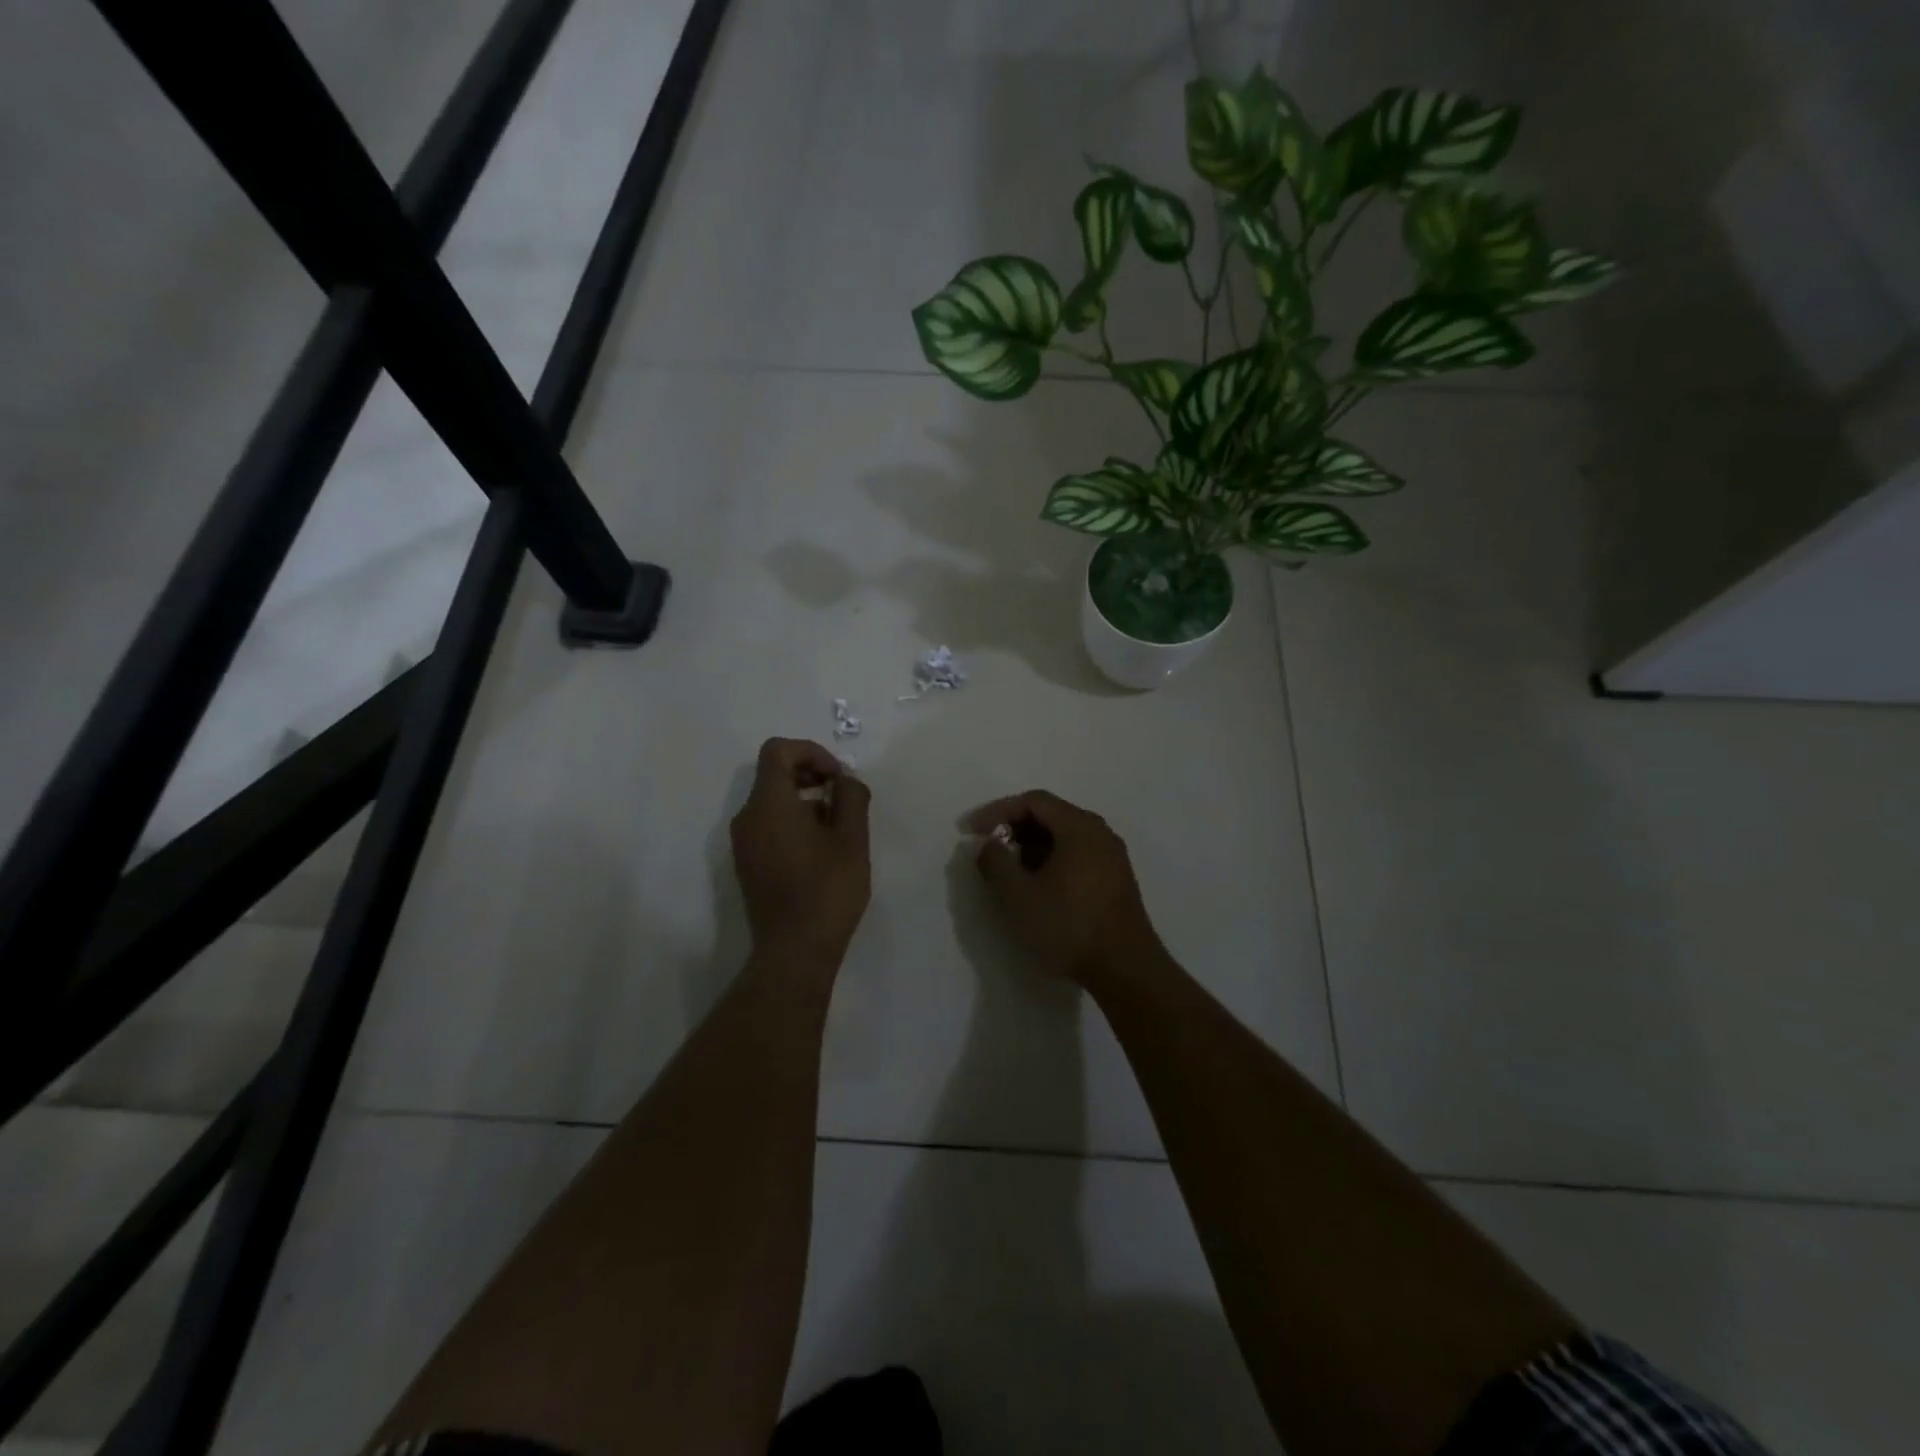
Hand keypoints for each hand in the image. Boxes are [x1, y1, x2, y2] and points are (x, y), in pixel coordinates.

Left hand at [731, 738, 870, 960]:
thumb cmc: (827, 890)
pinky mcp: (747, 864)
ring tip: (838, 829)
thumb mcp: (852, 839)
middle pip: (774, 774)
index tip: (838, 778)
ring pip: (772, 801)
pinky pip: (768, 825)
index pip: (778, 751)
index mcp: (769, 804)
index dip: (811, 752)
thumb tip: (844, 782)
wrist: (795, 950)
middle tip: (844, 800)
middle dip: (811, 775)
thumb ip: (851, 797)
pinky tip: (821, 851)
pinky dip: (793, 822)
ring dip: (805, 801)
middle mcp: (747, 817)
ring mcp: (743, 843)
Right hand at [964, 789, 1163, 991]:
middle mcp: (1100, 832)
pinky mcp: (1116, 878)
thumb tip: (990, 845)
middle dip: (1014, 827)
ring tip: (1009, 869)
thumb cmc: (1069, 926)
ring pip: (1064, 835)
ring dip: (1032, 845)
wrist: (1125, 969)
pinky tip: (1037, 884)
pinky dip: (1051, 858)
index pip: (1033, 801)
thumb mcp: (1018, 896)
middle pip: (1051, 814)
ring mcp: (1112, 856)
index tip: (972, 831)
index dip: (997, 811)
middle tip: (989, 848)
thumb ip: (996, 863)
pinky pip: (1077, 853)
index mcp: (1079, 827)